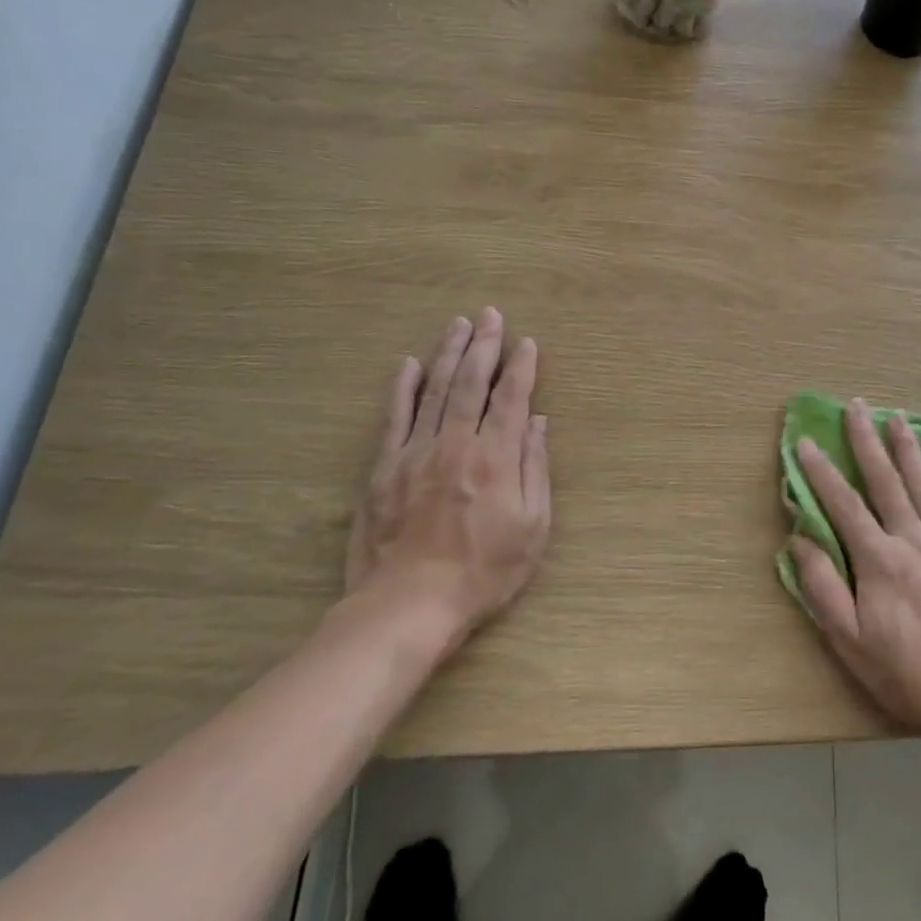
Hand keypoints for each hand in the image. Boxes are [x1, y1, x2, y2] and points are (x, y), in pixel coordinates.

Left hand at [345, 308, 551, 653]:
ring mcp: (415, 452)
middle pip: (471, 384)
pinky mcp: (384, 468)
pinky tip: (408, 364)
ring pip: (434, 391)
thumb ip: (535, 469)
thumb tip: (536, 422)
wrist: (408, 605)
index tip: (526, 342)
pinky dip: (402, 388)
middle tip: (490, 315)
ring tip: (459, 324)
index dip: (520, 367)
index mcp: (496, 458)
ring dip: (448, 354)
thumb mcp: (532, 527)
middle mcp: (456, 444)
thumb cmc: (483, 572)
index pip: (510, 398)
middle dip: (484, 346)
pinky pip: (394, 417)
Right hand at [789, 398, 920, 745]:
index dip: (821, 471)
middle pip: (885, 481)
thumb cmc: (903, 672)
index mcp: (879, 560)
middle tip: (855, 405)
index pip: (843, 505)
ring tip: (896, 415)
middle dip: (866, 441)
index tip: (805, 441)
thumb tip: (800, 539)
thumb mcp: (848, 641)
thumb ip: (822, 586)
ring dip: (907, 448)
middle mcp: (913, 541)